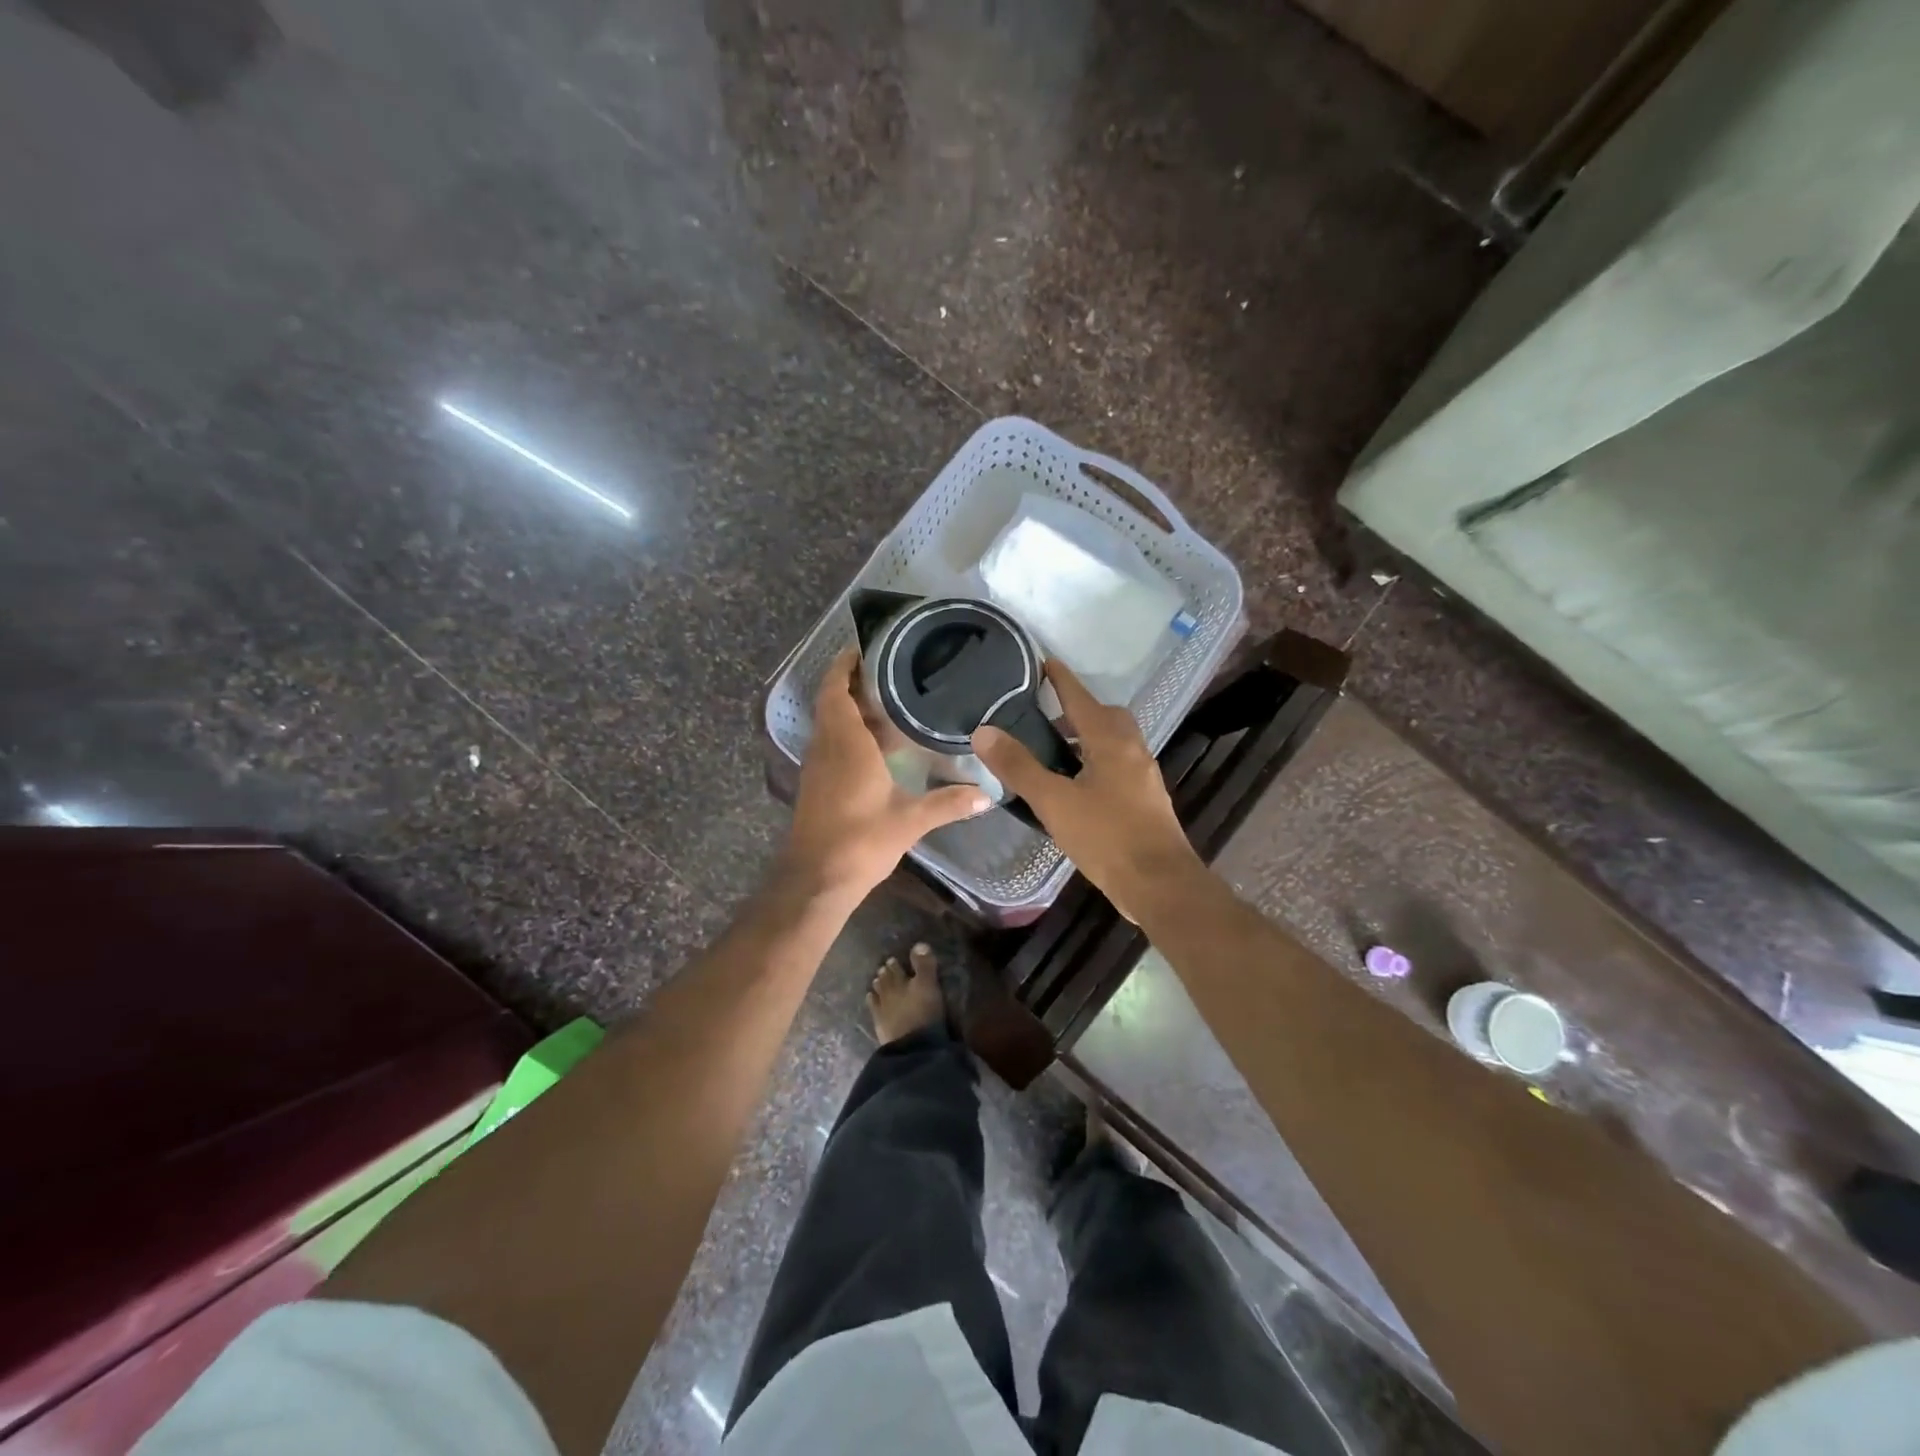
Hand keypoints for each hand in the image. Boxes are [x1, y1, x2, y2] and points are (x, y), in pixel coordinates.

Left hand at [783, 648, 989, 901]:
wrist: (816, 879)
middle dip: (854, 683)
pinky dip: (850, 733)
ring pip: (831, 724)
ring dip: (852, 709)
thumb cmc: (860, 841)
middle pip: (833, 702)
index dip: (844, 665)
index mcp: (845, 743)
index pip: (836, 690)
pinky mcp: (817, 784)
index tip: (863, 647)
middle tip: (889, 670)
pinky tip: (879, 744)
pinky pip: (831, 744)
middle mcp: (827, 747)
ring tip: (890, 700)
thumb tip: (988, 795)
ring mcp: (818, 766)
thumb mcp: (910, 821)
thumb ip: (948, 803)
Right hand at [972, 660, 1204, 922]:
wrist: (1159, 884)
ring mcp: (1144, 776)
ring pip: (1115, 742)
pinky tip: (1078, 786)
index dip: (1061, 679)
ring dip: (1088, 737)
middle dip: (1078, 710)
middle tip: (1046, 717)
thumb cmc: (1106, 837)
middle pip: (1106, 716)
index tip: (1044, 661)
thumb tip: (984, 731)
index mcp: (1111, 742)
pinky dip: (1097, 762)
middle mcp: (1133, 751)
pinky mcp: (1147, 800)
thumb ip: (1019, 767)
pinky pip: (1120, 765)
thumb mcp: (1054, 802)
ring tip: (1056, 753)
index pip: (1082, 698)